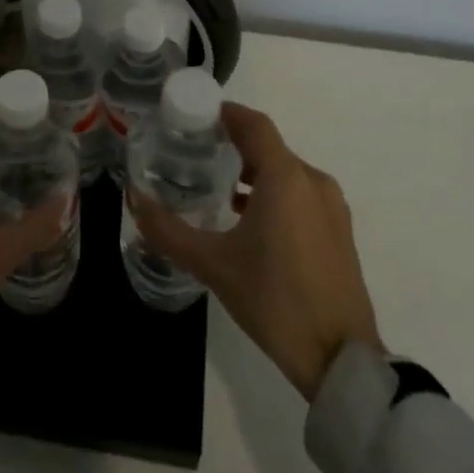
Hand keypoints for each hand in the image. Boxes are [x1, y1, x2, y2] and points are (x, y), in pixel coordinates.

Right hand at [129, 102, 381, 398]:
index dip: (225, 113)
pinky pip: (301, 194)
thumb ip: (168, 230)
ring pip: (287, 172)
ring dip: (254, 171)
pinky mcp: (339, 231)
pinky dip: (274, 193)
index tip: (195, 117)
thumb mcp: (213, 264)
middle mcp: (313, 181)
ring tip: (218, 188)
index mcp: (285, 178)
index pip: (254, 124)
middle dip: (234, 144)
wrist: (340, 359)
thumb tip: (134, 199)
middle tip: (196, 152)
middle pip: (269, 146)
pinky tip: (249, 220)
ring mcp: (332, 207)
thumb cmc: (274, 300)